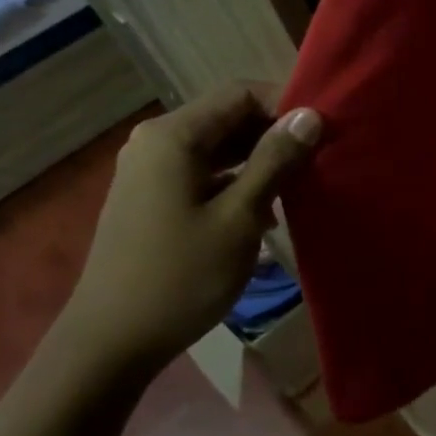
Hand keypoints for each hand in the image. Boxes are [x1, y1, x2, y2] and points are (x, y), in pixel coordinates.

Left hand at [49, 84, 320, 376]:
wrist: (112, 342)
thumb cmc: (181, 275)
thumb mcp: (240, 217)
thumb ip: (275, 161)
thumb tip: (309, 115)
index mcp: (173, 136)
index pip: (241, 93)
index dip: (286, 106)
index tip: (323, 133)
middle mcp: (156, 142)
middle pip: (229, 117)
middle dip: (275, 134)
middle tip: (320, 160)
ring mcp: (151, 171)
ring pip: (219, 147)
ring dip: (260, 160)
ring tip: (301, 185)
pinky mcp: (153, 197)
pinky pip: (204, 172)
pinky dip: (237, 180)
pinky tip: (266, 210)